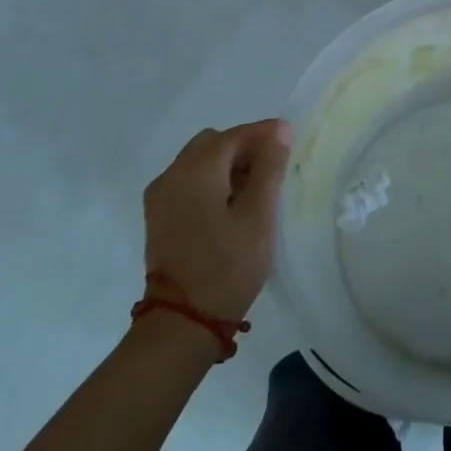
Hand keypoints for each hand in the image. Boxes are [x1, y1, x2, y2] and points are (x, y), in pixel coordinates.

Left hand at [142, 120, 291, 320]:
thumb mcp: (259, 215)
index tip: (291, 139)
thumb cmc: (228, 265)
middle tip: (273, 169)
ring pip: (199, 161)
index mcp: (195, 171)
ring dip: (227, 164)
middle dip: (244, 147)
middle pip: (213, 143)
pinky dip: (211, 181)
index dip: (264, 133)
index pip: (234, 135)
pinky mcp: (159, 216)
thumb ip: (269, 167)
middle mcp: (171, 175)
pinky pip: (188, 181)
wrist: (183, 321)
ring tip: (255, 190)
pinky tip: (231, 205)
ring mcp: (160, 197)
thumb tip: (279, 129)